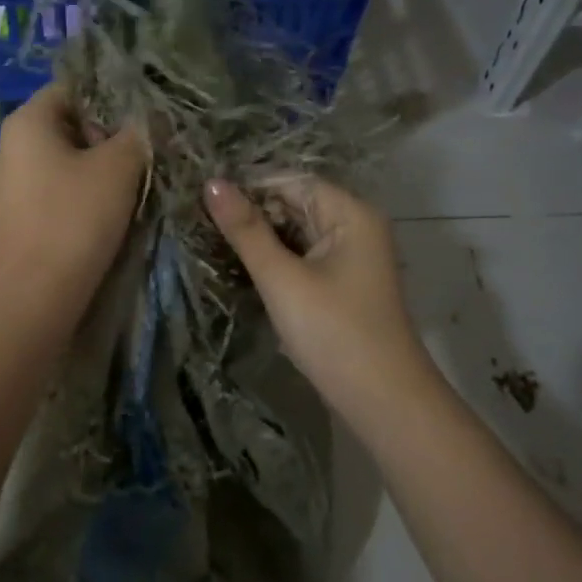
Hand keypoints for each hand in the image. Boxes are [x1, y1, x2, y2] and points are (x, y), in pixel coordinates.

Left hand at [0, 84, 146, 309]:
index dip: (110, 98)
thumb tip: (150, 119)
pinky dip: (75, 200)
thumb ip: (137, 135)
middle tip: (142, 157)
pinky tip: (100, 220)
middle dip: (105, 139)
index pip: (71, 88)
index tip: (142, 120)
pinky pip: (51, 196)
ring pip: (60, 164)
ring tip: (128, 189)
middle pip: (67, 127)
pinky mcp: (13, 222)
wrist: (33, 297)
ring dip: (93, 172)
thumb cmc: (74, 220)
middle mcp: (8, 148)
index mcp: (26, 122)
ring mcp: (6, 188)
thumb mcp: (118, 169)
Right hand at [205, 177, 431, 413]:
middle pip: (295, 204)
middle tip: (200, 225)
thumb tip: (211, 184)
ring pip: (297, 233)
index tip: (202, 201)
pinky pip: (303, 257)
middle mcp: (356, 226)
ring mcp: (351, 257)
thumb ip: (246, 230)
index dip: (249, 187)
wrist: (381, 400)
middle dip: (253, 213)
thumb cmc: (332, 332)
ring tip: (212, 244)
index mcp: (350, 214)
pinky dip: (276, 260)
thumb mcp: (282, 279)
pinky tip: (243, 268)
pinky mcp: (342, 284)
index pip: (292, 181)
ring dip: (261, 239)